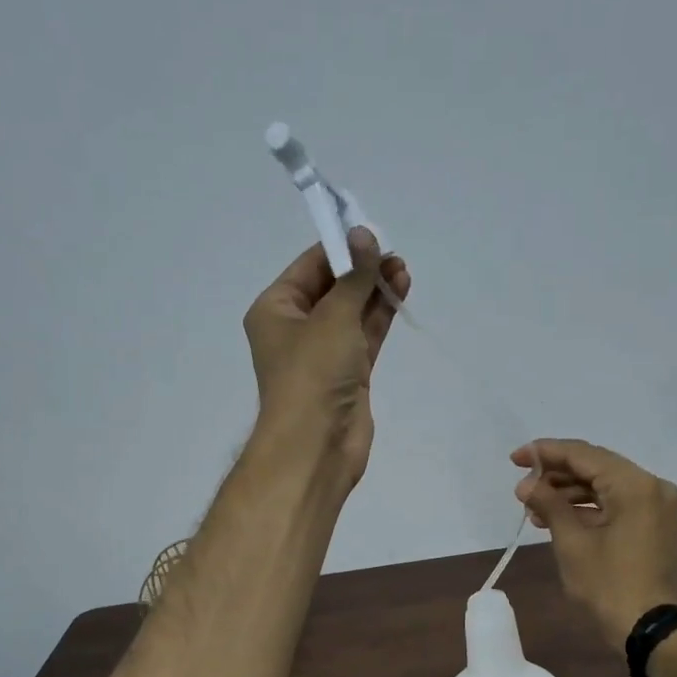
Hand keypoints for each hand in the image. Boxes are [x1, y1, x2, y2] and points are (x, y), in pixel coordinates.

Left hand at [243, 227, 411, 490]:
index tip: (371, 233)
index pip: (309, 266)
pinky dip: (380, 315)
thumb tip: (364, 234)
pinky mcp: (349, 373)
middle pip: (332, 288)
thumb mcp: (333, 316)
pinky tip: (399, 292)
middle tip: (393, 254)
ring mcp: (324, 353)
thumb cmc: (313, 373)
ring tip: (402, 269)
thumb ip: (353, 276)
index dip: (340, 247)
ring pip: (352, 312)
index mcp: (275, 309)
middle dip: (361, 269)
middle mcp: (297, 328)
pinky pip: (365, 335)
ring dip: (375, 290)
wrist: (317, 444)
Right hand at [512, 439, 676, 645]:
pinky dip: (588, 507)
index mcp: (635, 485)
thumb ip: (549, 504)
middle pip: (596, 467)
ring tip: (533, 506)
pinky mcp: (653, 524)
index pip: (584, 455)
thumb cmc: (608, 586)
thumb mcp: (572, 543)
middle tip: (523, 484)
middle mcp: (652, 486)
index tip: (515, 458)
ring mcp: (656, 506)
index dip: (546, 453)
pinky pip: (616, 503)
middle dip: (557, 473)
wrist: (650, 630)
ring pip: (605, 485)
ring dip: (569, 492)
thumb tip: (526, 484)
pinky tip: (556, 516)